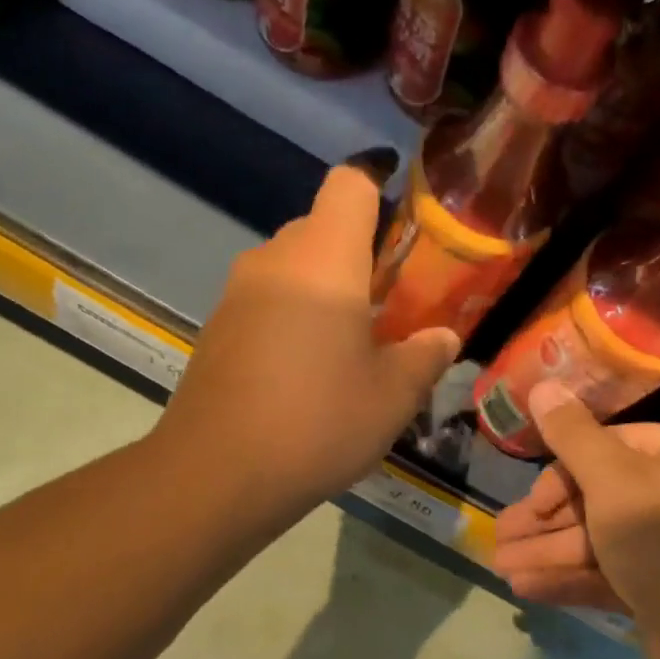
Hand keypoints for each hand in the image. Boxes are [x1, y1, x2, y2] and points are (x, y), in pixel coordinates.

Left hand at [155, 162, 459, 524]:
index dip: (381, 192)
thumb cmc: (319, 423)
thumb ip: (426, 356)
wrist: (217, 474)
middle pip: (321, 226)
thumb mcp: (393, 397)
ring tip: (350, 347)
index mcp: (324, 259)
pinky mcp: (216, 329)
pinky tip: (306, 373)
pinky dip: (292, 317)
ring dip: (323, 291)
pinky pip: (266, 301)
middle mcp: (273, 260)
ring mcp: (236, 294)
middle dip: (359, 256)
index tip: (404, 235)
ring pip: (291, 267)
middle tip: (389, 307)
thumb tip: (443, 336)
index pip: (350, 184)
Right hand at [493, 383, 659, 658]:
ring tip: (500, 567)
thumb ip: (573, 436)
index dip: (559, 475)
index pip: (605, 448)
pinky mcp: (658, 591)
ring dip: (545, 552)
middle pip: (594, 497)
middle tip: (497, 539)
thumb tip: (542, 384)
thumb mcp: (615, 479)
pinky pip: (604, 575)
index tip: (528, 504)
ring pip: (595, 540)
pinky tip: (525, 586)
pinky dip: (566, 578)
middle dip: (543, 521)